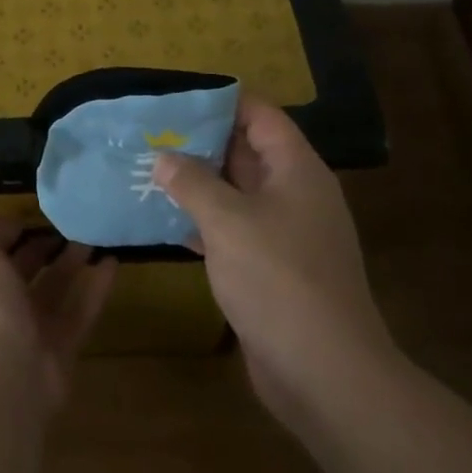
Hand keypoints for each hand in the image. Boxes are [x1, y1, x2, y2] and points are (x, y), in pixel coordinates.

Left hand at [0, 219, 117, 410]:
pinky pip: (82, 309)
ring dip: (74, 262)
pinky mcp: (64, 346)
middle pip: (27, 270)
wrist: (5, 376)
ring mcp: (33, 328)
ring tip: (96, 235)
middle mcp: (2, 304)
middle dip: (46, 246)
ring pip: (57, 288)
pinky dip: (96, 286)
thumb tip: (15, 223)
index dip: (15, 231)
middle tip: (73, 221)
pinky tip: (112, 262)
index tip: (41, 211)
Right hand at [155, 99, 393, 427]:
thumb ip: (192, 182)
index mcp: (296, 171)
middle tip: (150, 132)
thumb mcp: (228, 221)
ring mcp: (284, 234)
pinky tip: (162, 219)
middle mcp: (294, 195)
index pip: (261, 116)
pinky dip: (201, 221)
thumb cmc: (279, 279)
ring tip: (148, 168)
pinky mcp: (271, 269)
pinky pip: (232, 230)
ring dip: (196, 182)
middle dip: (200, 141)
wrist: (324, 374)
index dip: (222, 101)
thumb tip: (164, 157)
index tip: (177, 98)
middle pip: (246, 152)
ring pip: (235, 193)